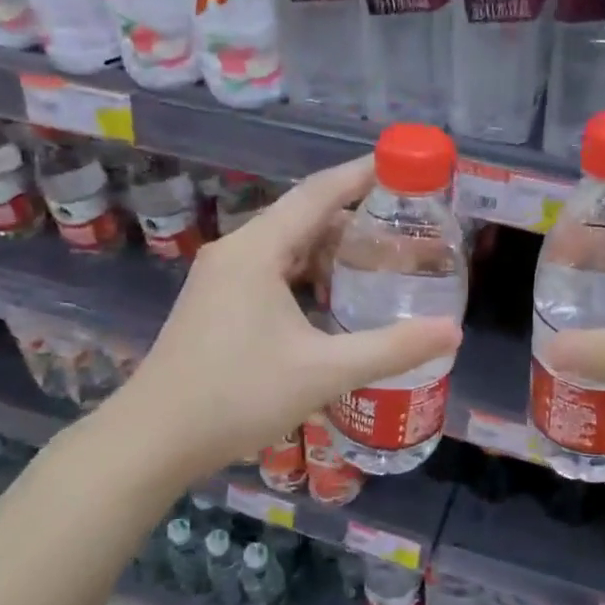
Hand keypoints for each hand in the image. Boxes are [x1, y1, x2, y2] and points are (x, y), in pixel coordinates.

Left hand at [97, 156, 461, 487]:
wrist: (152, 440)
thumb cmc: (236, 395)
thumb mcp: (323, 371)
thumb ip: (390, 349)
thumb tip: (452, 331)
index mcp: (257, 250)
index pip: (319, 194)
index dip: (362, 174)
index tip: (403, 165)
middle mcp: (236, 252)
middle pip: (304, 217)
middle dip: (355, 219)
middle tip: (405, 228)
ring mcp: (221, 278)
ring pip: (287, 247)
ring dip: (331, 251)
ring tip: (379, 263)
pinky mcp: (217, 303)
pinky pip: (271, 271)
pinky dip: (308, 275)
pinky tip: (333, 301)